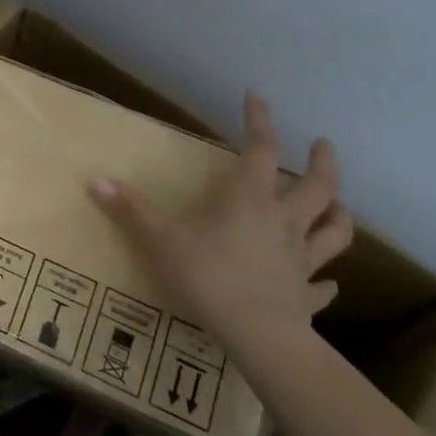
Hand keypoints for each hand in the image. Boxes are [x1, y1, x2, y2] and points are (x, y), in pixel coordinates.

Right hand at [91, 92, 353, 353]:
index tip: (256, 96)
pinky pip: (323, 286)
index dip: (259, 120)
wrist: (259, 339)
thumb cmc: (209, 279)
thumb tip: (96, 181)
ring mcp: (301, 261)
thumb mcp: (161, 240)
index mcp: (250, 200)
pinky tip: (327, 282)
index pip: (260, 149)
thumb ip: (131, 210)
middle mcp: (283, 222)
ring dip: (339, 214)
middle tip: (323, 145)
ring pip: (335, 231)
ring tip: (339, 204)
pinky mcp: (307, 296)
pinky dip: (327, 282)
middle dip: (322, 162)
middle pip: (317, 187)